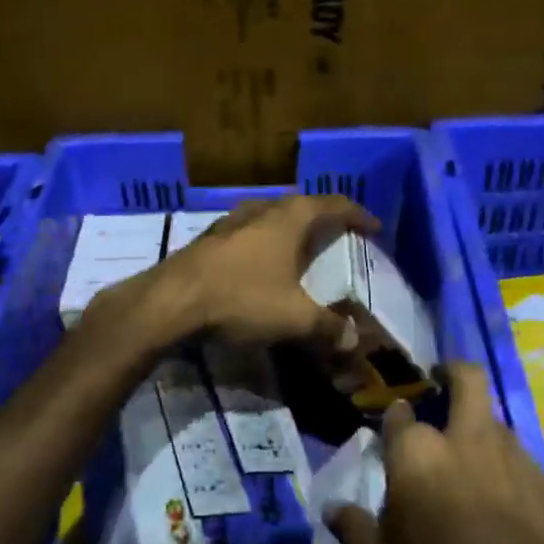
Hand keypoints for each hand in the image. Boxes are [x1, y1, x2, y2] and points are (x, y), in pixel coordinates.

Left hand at [95, 194, 379, 353]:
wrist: (170, 303)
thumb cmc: (241, 300)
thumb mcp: (294, 319)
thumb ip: (328, 328)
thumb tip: (354, 339)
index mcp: (289, 219)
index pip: (332, 205)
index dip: (357, 214)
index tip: (373, 227)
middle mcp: (260, 211)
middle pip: (299, 205)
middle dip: (321, 217)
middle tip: (337, 235)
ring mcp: (229, 222)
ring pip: (268, 215)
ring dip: (288, 227)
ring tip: (299, 246)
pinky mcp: (206, 240)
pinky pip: (246, 232)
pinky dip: (262, 242)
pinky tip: (259, 263)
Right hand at [326, 364, 543, 543]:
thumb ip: (354, 532)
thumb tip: (334, 508)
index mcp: (420, 456)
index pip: (400, 414)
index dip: (395, 417)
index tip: (392, 428)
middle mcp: (472, 443)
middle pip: (468, 380)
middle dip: (452, 373)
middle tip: (442, 385)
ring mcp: (522, 464)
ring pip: (501, 427)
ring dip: (484, 436)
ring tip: (474, 472)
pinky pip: (531, 475)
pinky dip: (517, 484)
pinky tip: (516, 520)